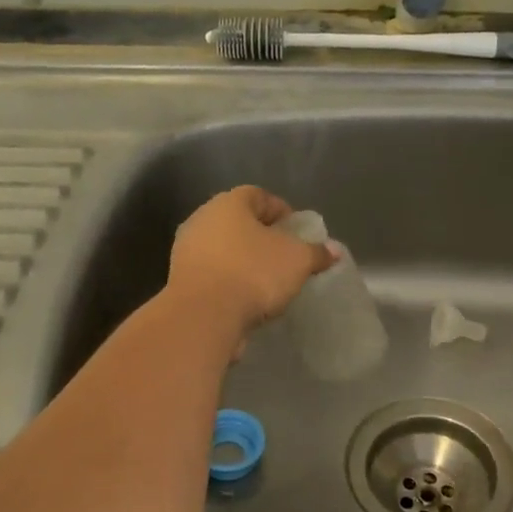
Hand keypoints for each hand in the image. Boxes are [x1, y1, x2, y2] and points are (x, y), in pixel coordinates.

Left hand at [166, 186, 334, 335]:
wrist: (203, 316)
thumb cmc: (253, 273)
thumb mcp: (297, 261)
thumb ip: (316, 252)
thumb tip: (333, 250)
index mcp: (229, 203)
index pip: (258, 195)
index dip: (281, 210)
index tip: (297, 231)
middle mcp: (202, 218)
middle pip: (238, 221)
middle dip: (262, 236)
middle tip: (284, 254)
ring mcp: (186, 249)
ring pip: (223, 248)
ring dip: (243, 259)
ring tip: (267, 279)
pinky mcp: (179, 279)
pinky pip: (213, 273)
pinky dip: (229, 280)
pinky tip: (246, 297)